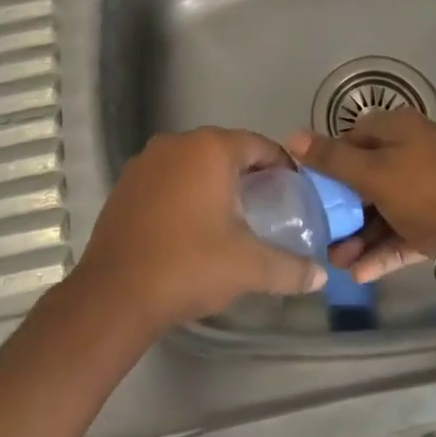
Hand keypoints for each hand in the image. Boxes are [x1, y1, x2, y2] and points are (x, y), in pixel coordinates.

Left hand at [73, 127, 326, 331]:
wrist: (115, 293)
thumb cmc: (189, 266)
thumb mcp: (248, 267)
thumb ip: (289, 268)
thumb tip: (320, 277)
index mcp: (211, 149)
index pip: (258, 145)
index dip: (281, 166)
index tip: (293, 191)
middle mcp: (177, 143)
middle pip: (225, 149)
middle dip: (247, 173)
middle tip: (266, 206)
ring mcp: (146, 160)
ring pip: (193, 162)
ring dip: (213, 181)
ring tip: (229, 216)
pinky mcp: (125, 182)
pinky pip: (167, 176)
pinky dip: (183, 190)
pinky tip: (189, 224)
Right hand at [288, 110, 435, 284]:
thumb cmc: (431, 193)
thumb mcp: (375, 174)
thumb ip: (333, 159)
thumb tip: (292, 134)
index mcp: (397, 130)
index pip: (350, 139)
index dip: (326, 164)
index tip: (307, 193)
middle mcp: (410, 153)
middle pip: (364, 177)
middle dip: (341, 209)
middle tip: (319, 236)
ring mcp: (425, 189)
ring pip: (381, 209)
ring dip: (358, 236)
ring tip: (336, 264)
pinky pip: (400, 232)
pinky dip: (381, 250)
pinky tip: (360, 275)